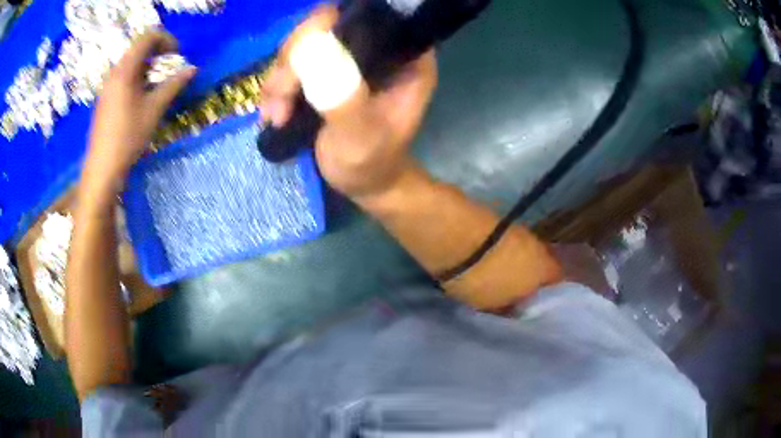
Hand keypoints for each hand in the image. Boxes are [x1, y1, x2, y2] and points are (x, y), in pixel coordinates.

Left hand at [82, 30, 195, 193]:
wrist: (102, 167)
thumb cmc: (128, 136)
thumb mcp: (154, 109)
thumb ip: (174, 84)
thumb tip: (192, 69)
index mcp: (125, 70)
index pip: (148, 37)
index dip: (166, 40)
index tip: (177, 56)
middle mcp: (115, 73)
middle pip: (139, 48)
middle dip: (158, 53)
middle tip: (170, 68)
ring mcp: (108, 86)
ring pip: (131, 63)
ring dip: (149, 66)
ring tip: (158, 84)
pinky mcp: (105, 98)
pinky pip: (124, 77)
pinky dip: (138, 78)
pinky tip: (143, 97)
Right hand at [259, 5, 437, 201]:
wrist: (363, 184)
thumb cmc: (371, 164)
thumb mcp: (359, 138)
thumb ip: (342, 98)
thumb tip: (314, 49)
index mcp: (403, 57)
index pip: (366, 18)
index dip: (327, 25)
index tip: (301, 55)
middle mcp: (377, 49)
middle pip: (324, 28)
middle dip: (293, 61)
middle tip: (281, 99)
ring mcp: (349, 60)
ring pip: (302, 47)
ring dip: (279, 80)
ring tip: (276, 116)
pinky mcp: (326, 73)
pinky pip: (292, 66)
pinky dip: (277, 88)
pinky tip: (273, 115)